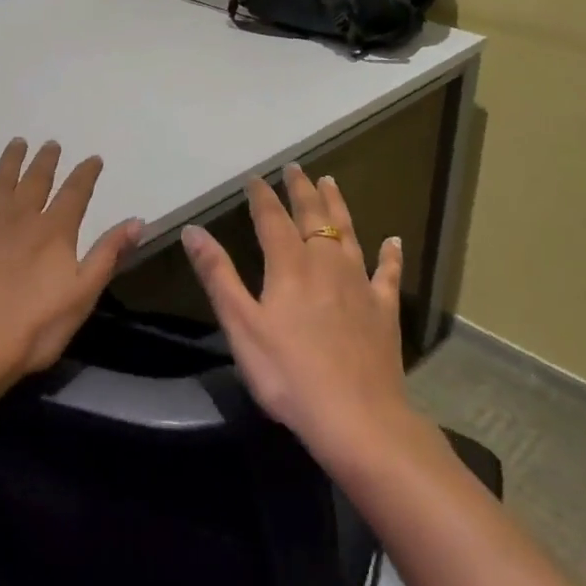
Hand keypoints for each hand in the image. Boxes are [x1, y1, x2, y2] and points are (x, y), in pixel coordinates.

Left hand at [0, 138, 143, 401]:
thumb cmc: (32, 329)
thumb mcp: (82, 296)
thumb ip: (107, 255)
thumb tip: (136, 220)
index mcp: (54, 232)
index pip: (75, 193)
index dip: (86, 174)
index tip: (93, 158)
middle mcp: (19, 217)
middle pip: (35, 180)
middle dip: (46, 161)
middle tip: (50, 144)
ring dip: (9, 161)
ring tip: (17, 143)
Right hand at [182, 165, 416, 461]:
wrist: (357, 418)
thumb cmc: (288, 374)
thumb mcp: (241, 325)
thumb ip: (218, 275)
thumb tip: (193, 230)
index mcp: (290, 267)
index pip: (273, 219)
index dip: (262, 196)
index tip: (254, 177)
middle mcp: (327, 265)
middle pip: (314, 218)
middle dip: (302, 190)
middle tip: (296, 167)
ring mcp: (360, 286)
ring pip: (349, 234)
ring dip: (338, 206)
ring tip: (331, 183)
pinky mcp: (384, 311)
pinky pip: (388, 273)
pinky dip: (390, 254)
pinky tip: (393, 240)